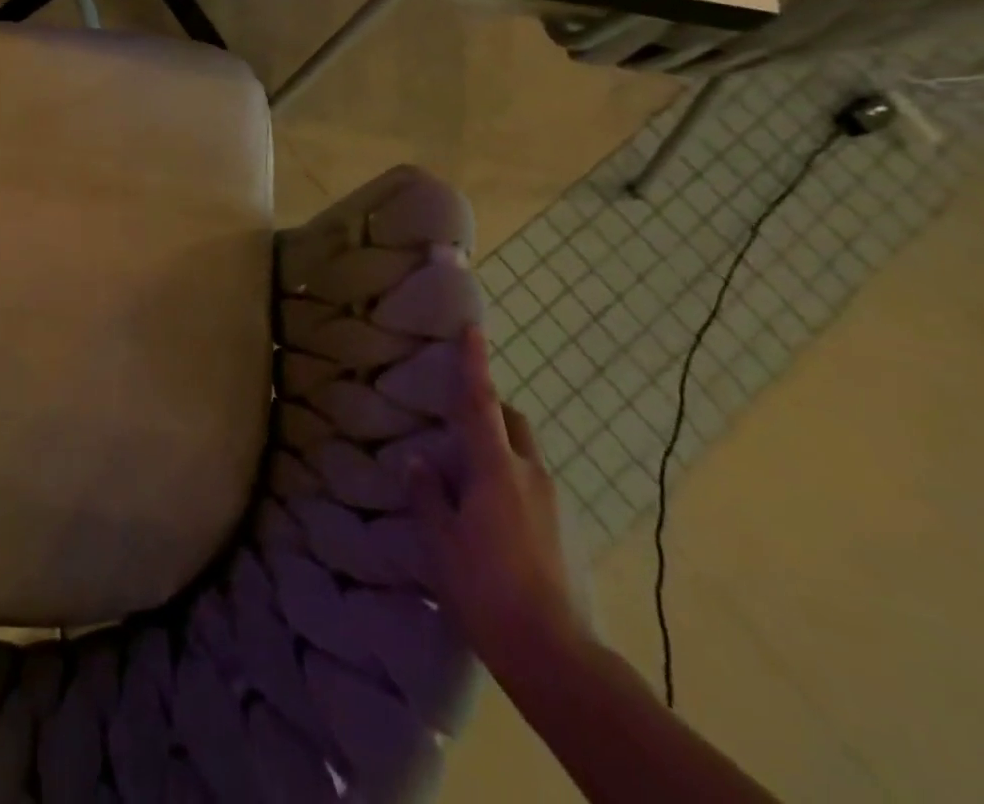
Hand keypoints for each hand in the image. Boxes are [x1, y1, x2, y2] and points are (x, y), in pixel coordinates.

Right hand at [407, 325, 588, 677]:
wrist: (555, 657)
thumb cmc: (486, 590)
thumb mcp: (441, 541)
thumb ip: (429, 494)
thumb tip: (419, 461)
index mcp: (496, 469)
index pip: (481, 404)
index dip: (475, 364)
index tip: (473, 328)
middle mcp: (530, 475)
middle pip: (513, 423)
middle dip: (491, 410)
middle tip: (458, 421)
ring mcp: (553, 503)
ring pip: (524, 455)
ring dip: (499, 449)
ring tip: (468, 477)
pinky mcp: (564, 530)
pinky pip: (531, 485)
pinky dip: (510, 481)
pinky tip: (490, 516)